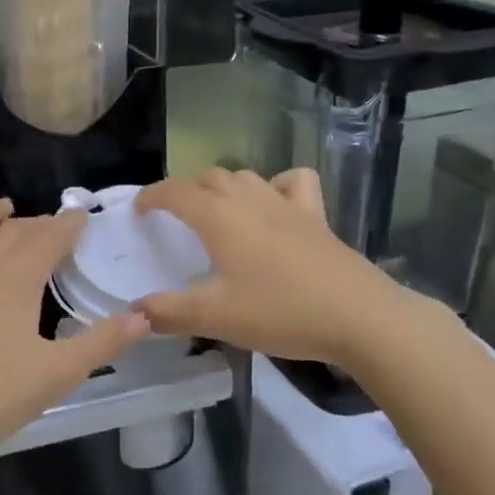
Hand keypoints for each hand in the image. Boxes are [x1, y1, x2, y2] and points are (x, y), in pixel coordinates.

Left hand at [0, 199, 148, 467]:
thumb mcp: (53, 377)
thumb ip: (101, 344)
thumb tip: (143, 316)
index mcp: (17, 278)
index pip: (50, 236)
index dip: (69, 224)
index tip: (82, 217)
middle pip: (12, 230)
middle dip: (36, 224)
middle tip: (50, 228)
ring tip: (4, 208)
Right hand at [134, 169, 420, 367]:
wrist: (358, 316)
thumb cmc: (281, 311)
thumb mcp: (216, 317)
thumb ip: (170, 312)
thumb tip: (135, 311)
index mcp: (218, 217)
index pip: (174, 192)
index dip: (152, 196)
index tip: (139, 210)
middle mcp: (248, 199)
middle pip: (208, 178)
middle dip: (185, 191)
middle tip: (175, 217)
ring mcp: (285, 203)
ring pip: (244, 176)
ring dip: (223, 186)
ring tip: (217, 210)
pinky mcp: (316, 215)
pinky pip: (292, 182)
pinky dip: (277, 185)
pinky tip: (275, 204)